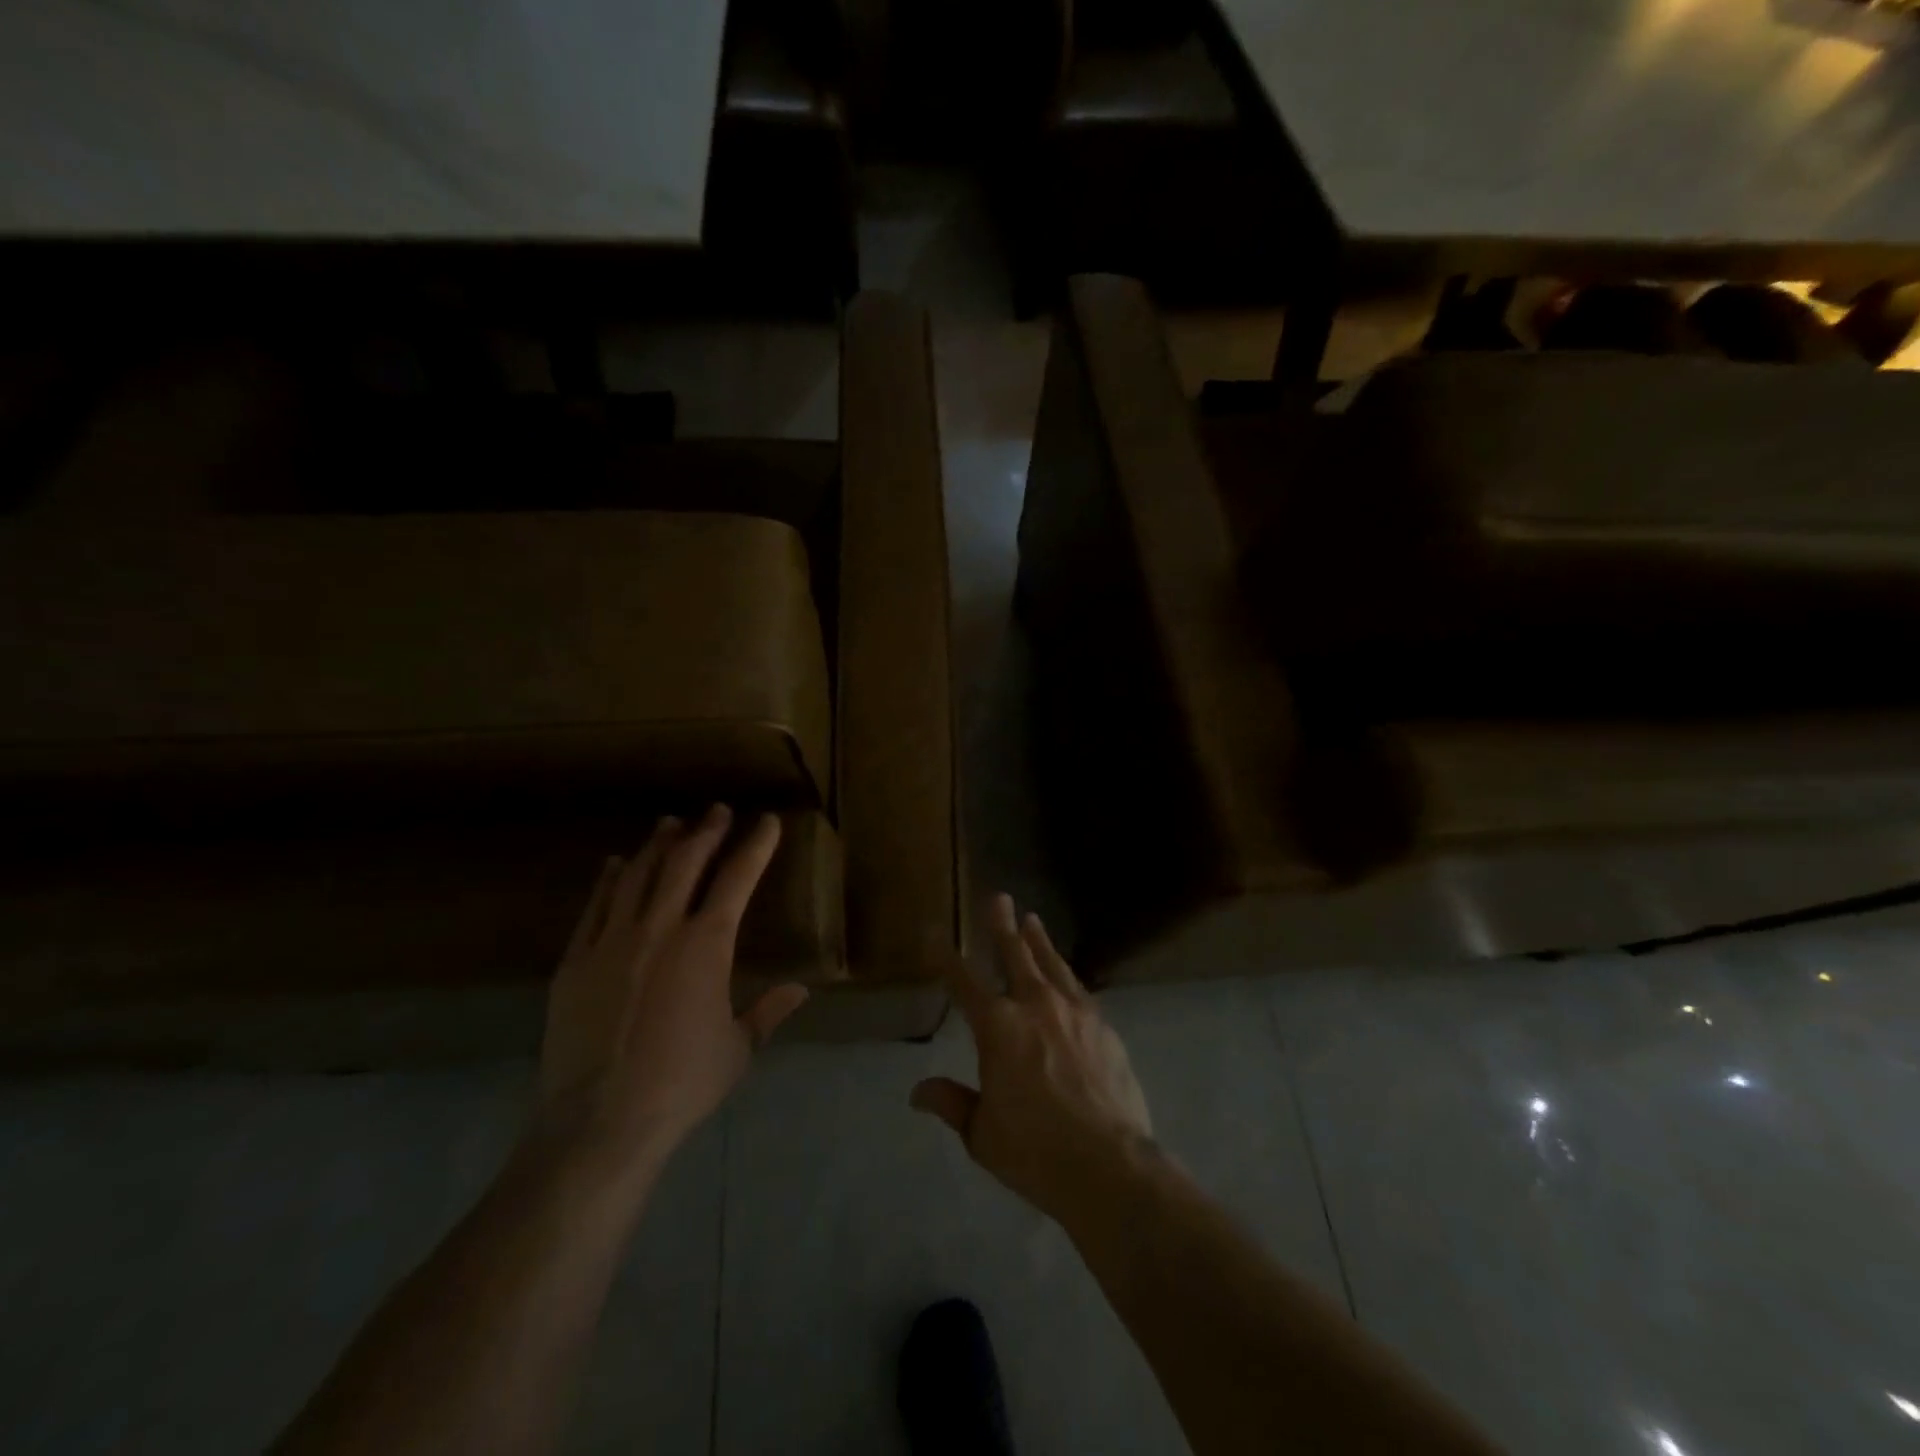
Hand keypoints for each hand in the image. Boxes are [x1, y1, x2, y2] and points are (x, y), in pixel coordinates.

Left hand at [532, 806, 808, 1182]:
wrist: (600, 1122)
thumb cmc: (682, 1084)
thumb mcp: (738, 1049)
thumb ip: (768, 1012)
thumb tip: (801, 990)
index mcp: (707, 945)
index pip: (737, 878)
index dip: (755, 846)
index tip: (767, 822)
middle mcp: (660, 928)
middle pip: (685, 862)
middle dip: (706, 831)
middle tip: (717, 811)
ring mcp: (611, 941)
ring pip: (638, 875)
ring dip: (658, 845)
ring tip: (671, 823)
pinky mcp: (574, 962)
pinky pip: (595, 907)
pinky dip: (609, 880)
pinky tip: (616, 864)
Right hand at [910, 894, 1152, 1224]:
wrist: (1109, 1165)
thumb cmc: (1035, 1151)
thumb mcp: (982, 1133)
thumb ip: (952, 1103)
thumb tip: (918, 1092)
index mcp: (997, 1027)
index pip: (964, 983)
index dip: (948, 960)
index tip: (937, 936)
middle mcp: (1034, 1006)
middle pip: (1014, 954)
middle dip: (1002, 926)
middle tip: (999, 898)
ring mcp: (1073, 1011)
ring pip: (1051, 964)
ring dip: (1038, 941)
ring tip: (1032, 921)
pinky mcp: (1103, 1026)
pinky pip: (1078, 989)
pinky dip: (1066, 975)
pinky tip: (1066, 975)